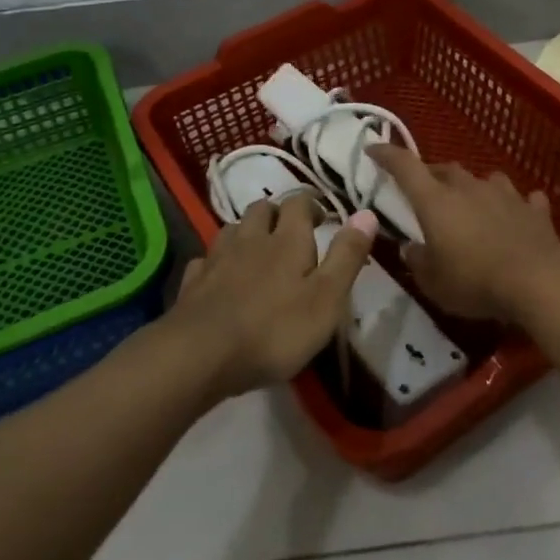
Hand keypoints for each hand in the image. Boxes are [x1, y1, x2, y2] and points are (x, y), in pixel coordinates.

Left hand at [167, 195, 377, 399]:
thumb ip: (347, 256)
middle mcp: (251, 239)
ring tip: (257, 251)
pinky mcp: (192, 283)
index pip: (299, 203)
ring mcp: (217, 258)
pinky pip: (205, 261)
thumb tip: (367, 212)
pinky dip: (216, 263)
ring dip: (246, 233)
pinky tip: (220, 277)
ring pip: (232, 230)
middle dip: (277, 214)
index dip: (312, 205)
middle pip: (262, 209)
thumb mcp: (327, 298)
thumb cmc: (274, 330)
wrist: (200, 355)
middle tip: (291, 234)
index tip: (323, 219)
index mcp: (287, 240)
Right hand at [367, 144, 559, 319]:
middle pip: (446, 170)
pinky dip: (517, 206)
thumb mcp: (433, 282)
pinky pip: (524, 200)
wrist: (538, 280)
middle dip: (433, 176)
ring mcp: (505, 195)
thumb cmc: (474, 280)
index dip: (387, 155)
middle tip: (427, 191)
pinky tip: (518, 215)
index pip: (405, 167)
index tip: (374, 148)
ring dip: (476, 188)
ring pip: (486, 179)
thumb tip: (410, 248)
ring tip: (473, 203)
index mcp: (436, 201)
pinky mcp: (534, 210)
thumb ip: (417, 261)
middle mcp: (469, 188)